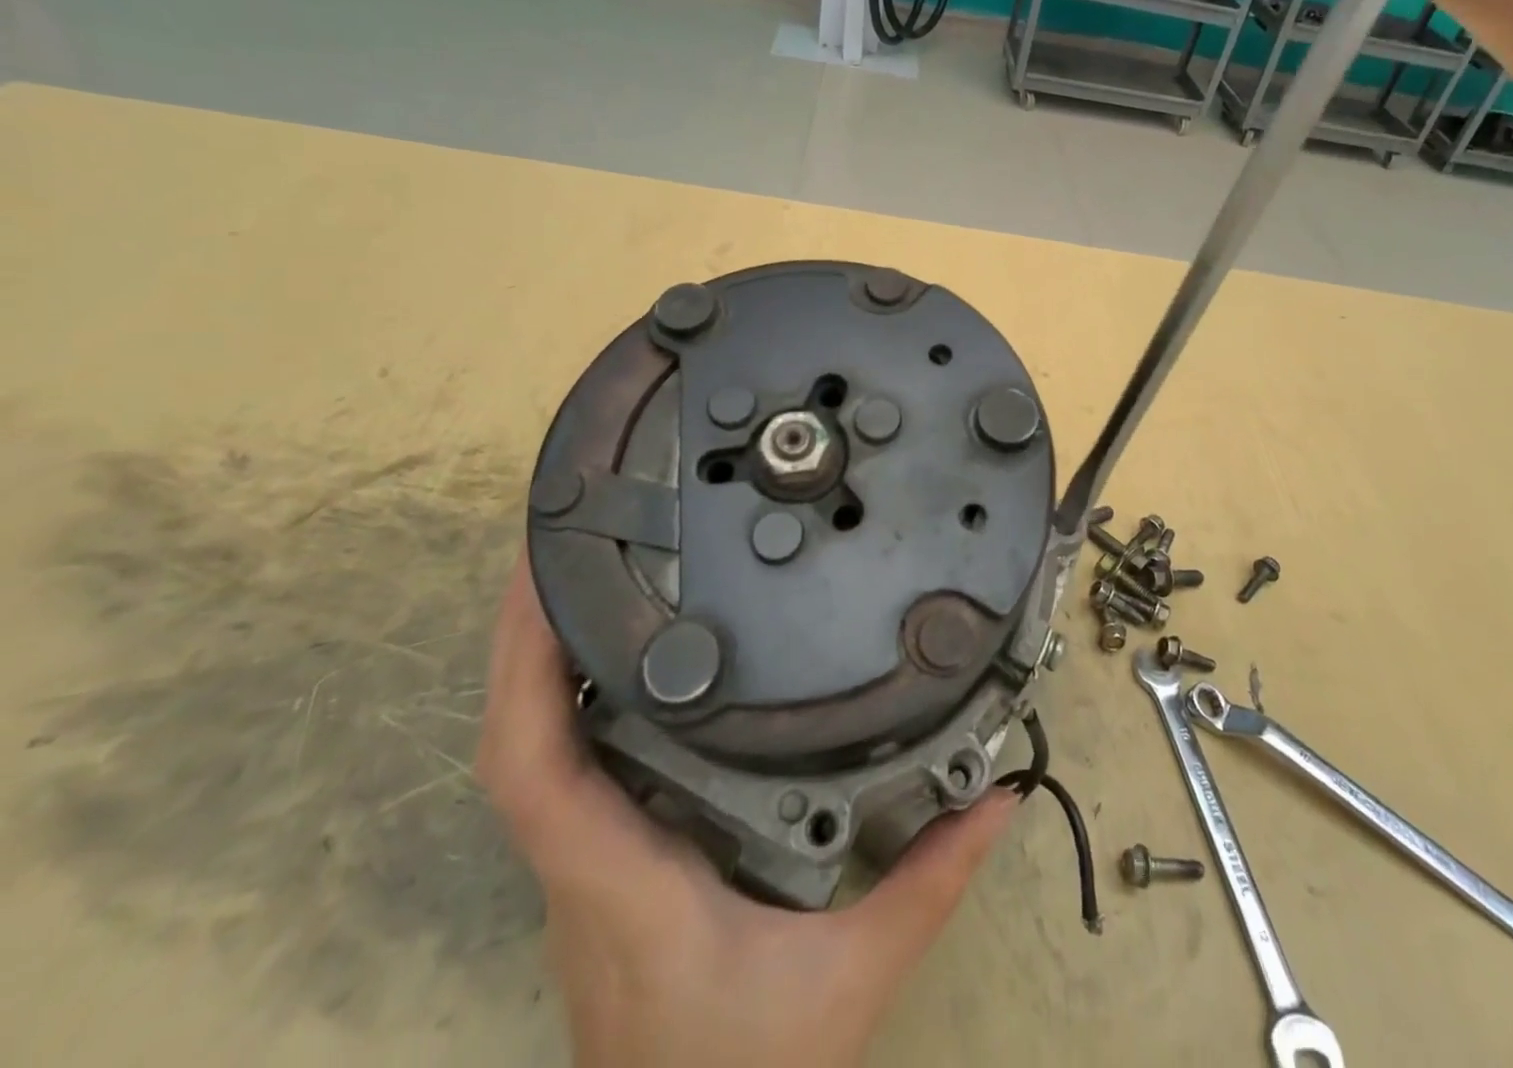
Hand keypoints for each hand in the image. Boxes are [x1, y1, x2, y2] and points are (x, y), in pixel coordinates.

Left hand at [478, 554, 1017, 1067]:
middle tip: (563, 537)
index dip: (526, 664)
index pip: (534, 769)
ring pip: (530, 750)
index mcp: (623, 879)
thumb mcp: (855, 975)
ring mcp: (583, 868)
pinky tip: (615, 647)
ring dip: (537, 656)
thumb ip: (930, 878)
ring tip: (583, 570)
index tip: (547, 575)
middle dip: (524, 629)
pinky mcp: (600, 866)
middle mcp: (583, 864)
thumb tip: (997, 793)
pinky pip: (562, 767)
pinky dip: (563, 695)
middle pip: (514, 738)